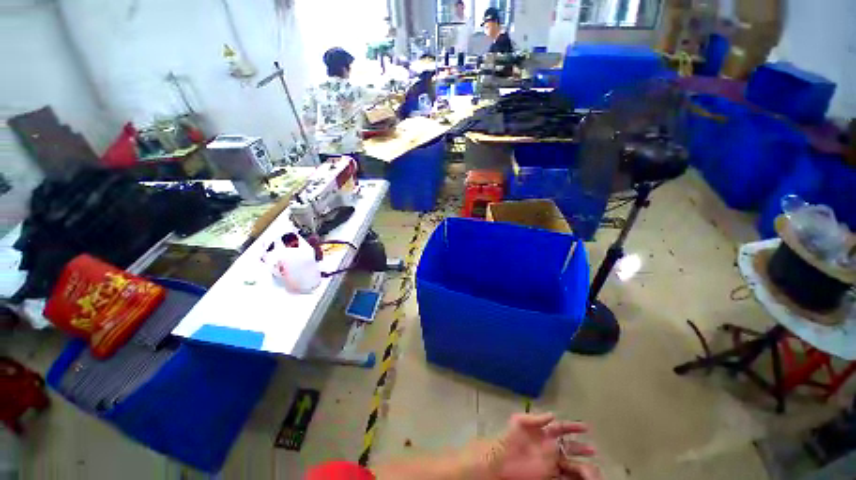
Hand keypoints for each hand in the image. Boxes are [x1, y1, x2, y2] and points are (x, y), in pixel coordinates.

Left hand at [475, 412, 599, 479]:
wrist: (500, 460)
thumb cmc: (509, 438)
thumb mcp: (519, 422)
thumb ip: (535, 418)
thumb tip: (553, 414)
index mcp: (543, 433)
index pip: (561, 428)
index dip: (573, 426)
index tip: (587, 427)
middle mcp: (549, 447)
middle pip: (569, 447)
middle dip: (581, 447)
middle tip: (593, 450)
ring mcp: (549, 462)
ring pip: (570, 463)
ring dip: (581, 464)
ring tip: (592, 467)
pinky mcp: (548, 476)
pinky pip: (564, 476)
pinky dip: (573, 477)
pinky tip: (583, 478)